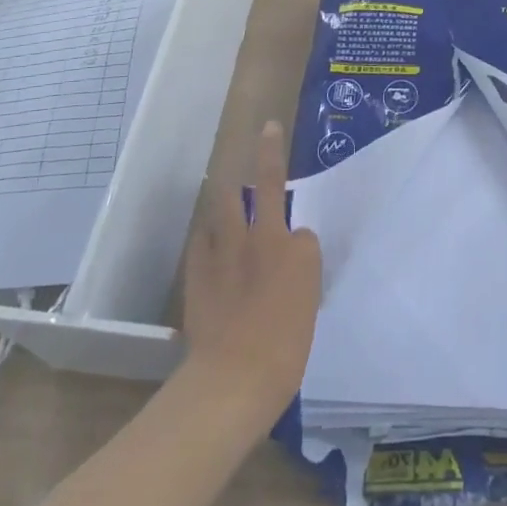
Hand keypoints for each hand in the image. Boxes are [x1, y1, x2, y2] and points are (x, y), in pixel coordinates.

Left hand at [181, 121, 322, 421]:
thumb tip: (289, 264)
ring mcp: (227, 251)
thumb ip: (299, 277)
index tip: (297, 266)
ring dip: (226, 189)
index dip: (300, 244)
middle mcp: (265, 238)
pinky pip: (201, 239)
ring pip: (226, 203)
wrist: (234, 376)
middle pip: (265, 185)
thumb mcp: (308, 309)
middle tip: (266, 129)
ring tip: (222, 175)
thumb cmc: (285, 350)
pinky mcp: (198, 270)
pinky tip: (206, 238)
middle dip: (267, 154)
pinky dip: (206, 236)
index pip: (303, 229)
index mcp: (298, 251)